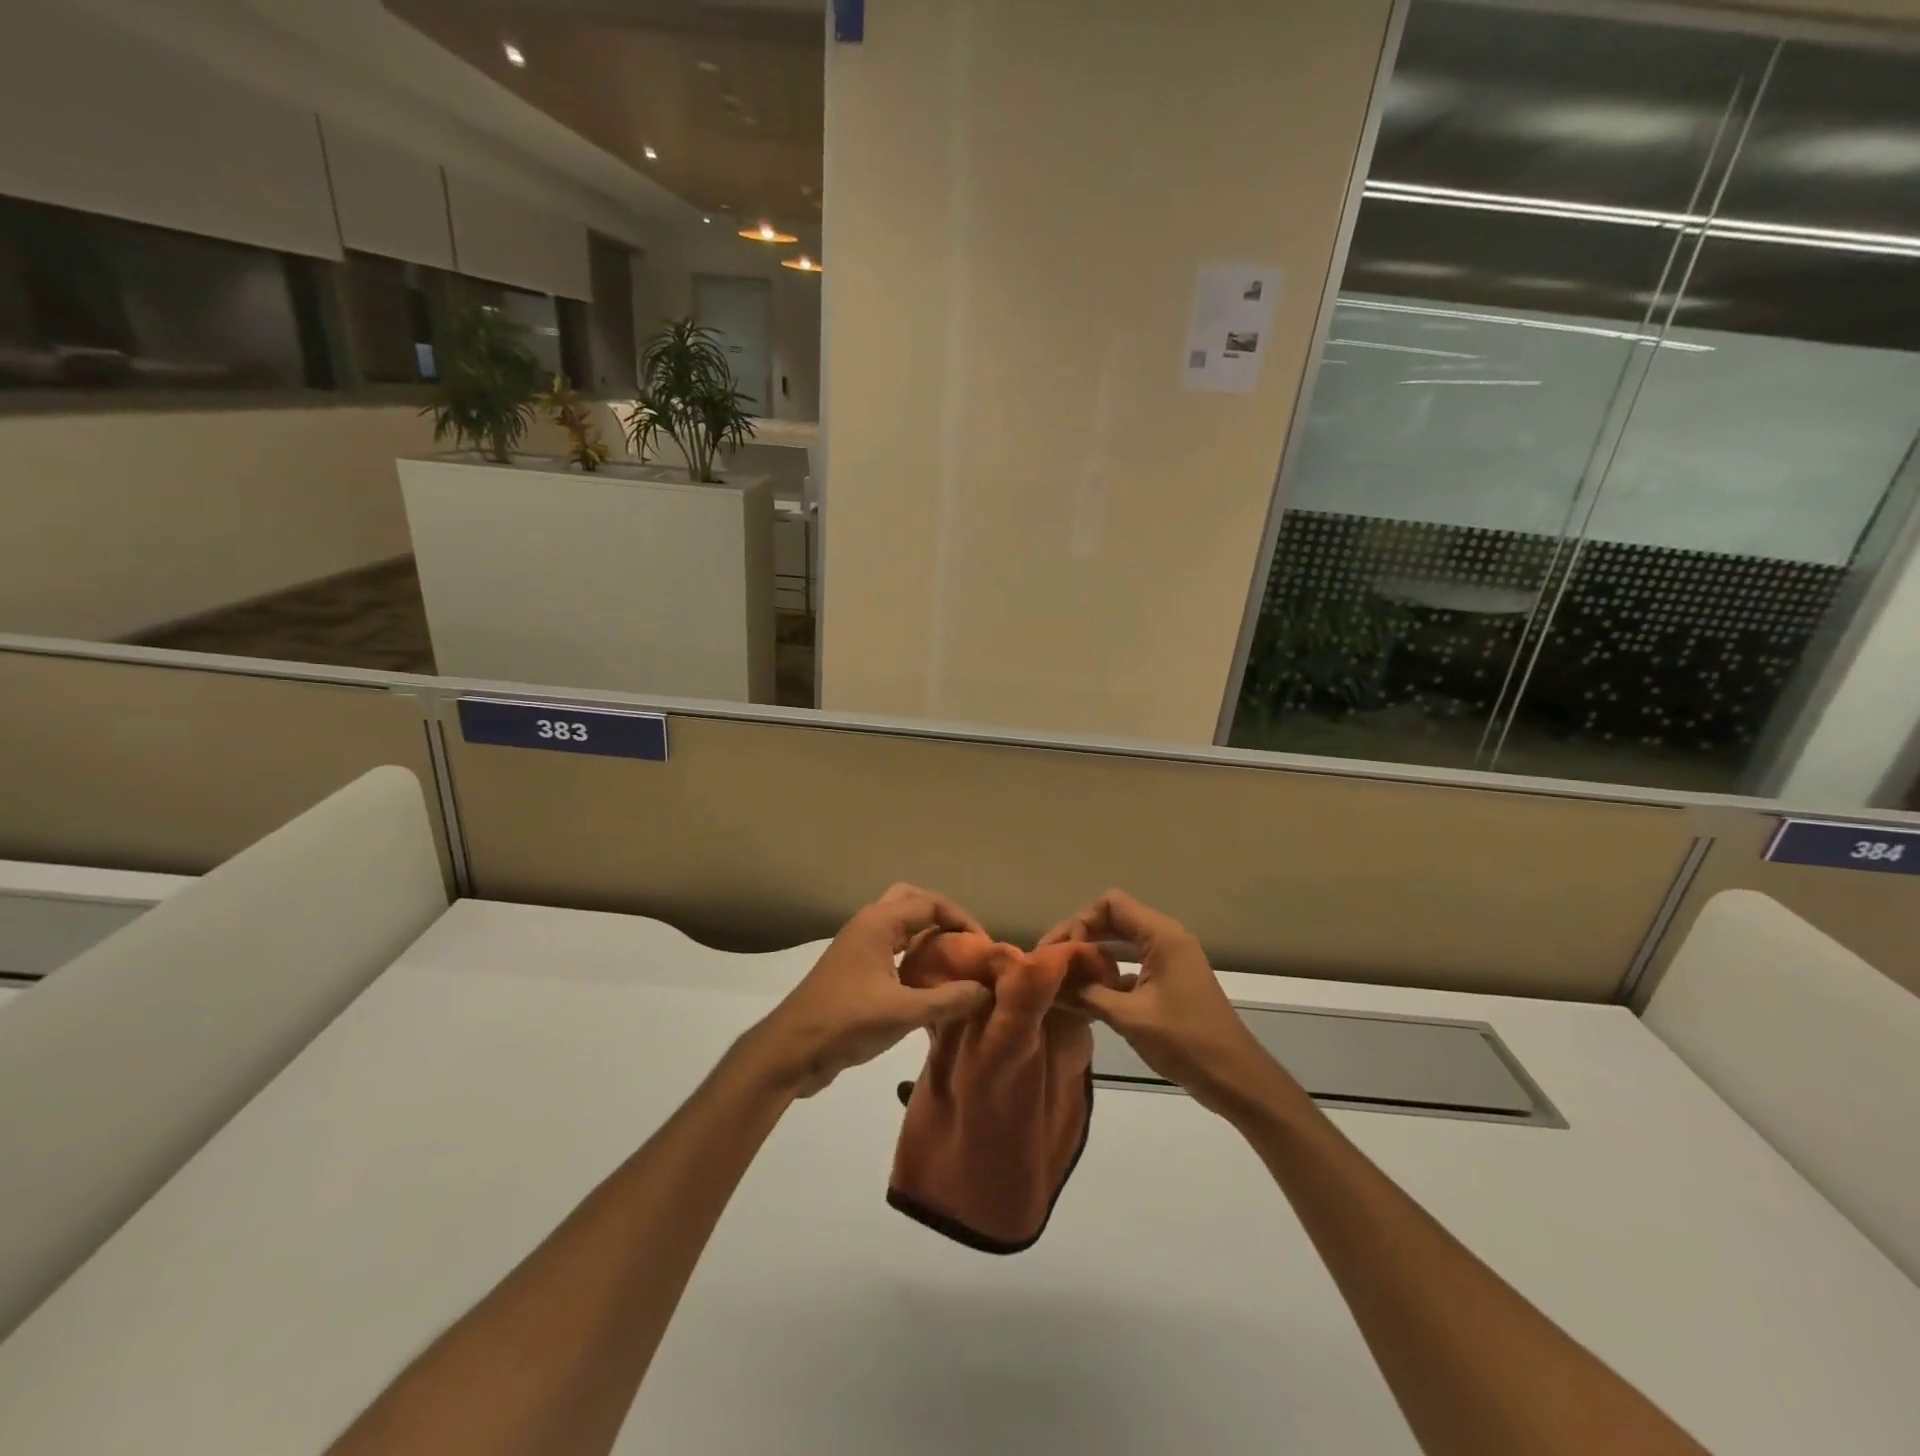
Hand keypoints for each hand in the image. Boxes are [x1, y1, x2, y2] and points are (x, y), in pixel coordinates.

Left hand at [746, 885, 993, 1097]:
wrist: (791, 1051)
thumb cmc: (846, 1021)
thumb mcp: (903, 1012)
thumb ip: (948, 999)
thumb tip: (987, 990)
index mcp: (878, 922)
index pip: (930, 903)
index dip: (962, 920)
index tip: (983, 946)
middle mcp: (868, 925)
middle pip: (912, 902)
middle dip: (942, 918)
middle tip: (964, 944)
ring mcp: (858, 947)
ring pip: (900, 927)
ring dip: (927, 937)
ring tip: (953, 963)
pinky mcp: (854, 971)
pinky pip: (891, 950)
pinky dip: (913, 958)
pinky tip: (929, 986)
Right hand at [1041, 889, 1296, 1119]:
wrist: (1236, 1078)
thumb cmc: (1186, 1041)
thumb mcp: (1130, 1017)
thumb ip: (1087, 995)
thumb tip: (1051, 984)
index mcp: (1162, 936)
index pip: (1111, 904)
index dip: (1081, 921)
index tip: (1062, 952)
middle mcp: (1166, 939)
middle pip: (1114, 918)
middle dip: (1081, 936)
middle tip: (1050, 961)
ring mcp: (1169, 960)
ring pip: (1121, 942)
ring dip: (1093, 954)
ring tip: (1063, 976)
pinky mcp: (1169, 981)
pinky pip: (1131, 963)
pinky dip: (1108, 973)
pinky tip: (1088, 996)